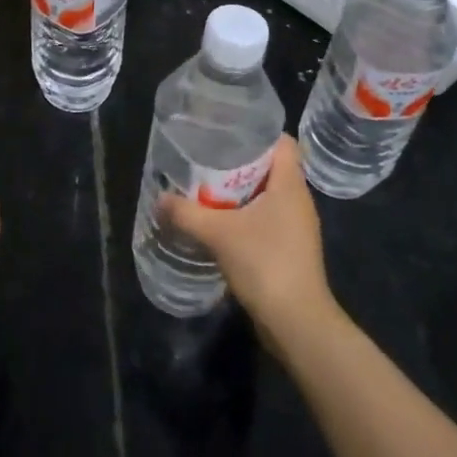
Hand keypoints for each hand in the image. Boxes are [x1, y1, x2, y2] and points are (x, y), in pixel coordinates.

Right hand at [159, 136, 337, 349]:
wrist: (297, 324)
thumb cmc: (265, 264)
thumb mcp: (218, 234)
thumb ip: (186, 213)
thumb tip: (159, 199)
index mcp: (290, 185)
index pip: (282, 142)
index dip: (257, 133)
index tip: (226, 132)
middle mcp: (298, 200)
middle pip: (270, 167)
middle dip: (239, 163)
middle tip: (206, 159)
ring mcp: (296, 227)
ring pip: (267, 195)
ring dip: (240, 192)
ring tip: (207, 189)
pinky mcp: (290, 249)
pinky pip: (266, 219)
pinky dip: (245, 216)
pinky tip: (220, 223)